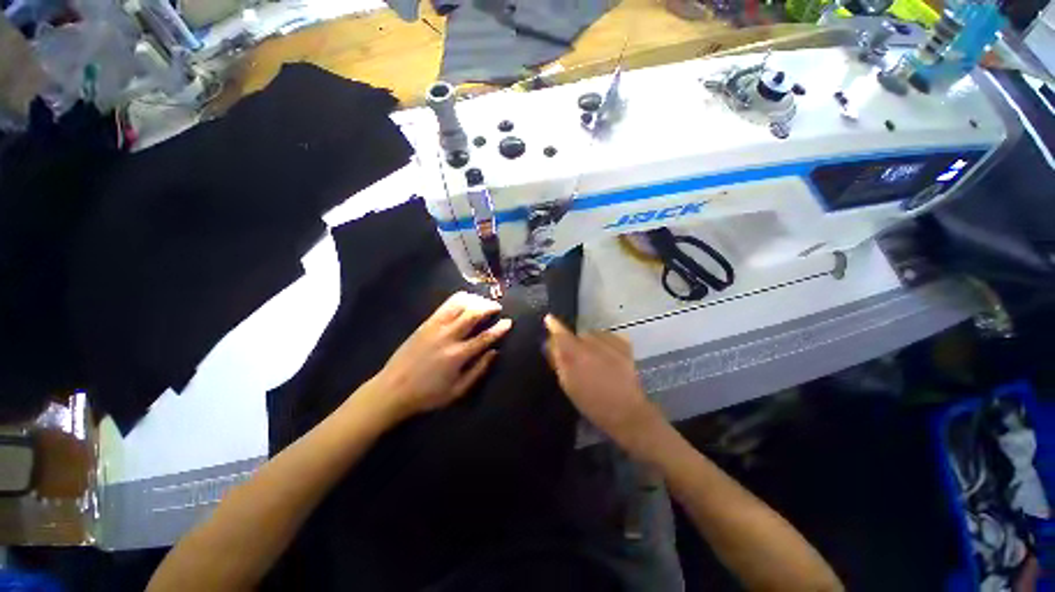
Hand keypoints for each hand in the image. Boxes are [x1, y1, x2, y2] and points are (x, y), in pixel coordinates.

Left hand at [366, 292, 511, 421]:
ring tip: (482, 302)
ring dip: (474, 300)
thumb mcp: (457, 391)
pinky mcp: (425, 323)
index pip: (484, 337)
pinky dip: (459, 299)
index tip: (509, 322)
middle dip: (489, 307)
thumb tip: (494, 352)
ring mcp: (435, 327)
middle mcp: (448, 336)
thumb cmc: (427, 395)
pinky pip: (445, 305)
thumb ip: (478, 370)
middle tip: (497, 307)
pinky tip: (465, 301)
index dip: (499, 329)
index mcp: (457, 355)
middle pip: (473, 314)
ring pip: (459, 304)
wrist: (392, 389)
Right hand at [543, 315, 663, 454]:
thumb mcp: (568, 385)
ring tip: (596, 360)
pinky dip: (605, 342)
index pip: (561, 334)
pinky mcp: (624, 344)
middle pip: (579, 335)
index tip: (549, 319)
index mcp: (576, 354)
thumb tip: (552, 345)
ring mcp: (610, 342)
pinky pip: (609, 336)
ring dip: (591, 343)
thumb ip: (559, 361)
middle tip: (579, 359)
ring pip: (594, 335)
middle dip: (576, 343)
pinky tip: (608, 355)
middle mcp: (592, 343)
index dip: (554, 326)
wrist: (626, 411)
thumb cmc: (592, 403)